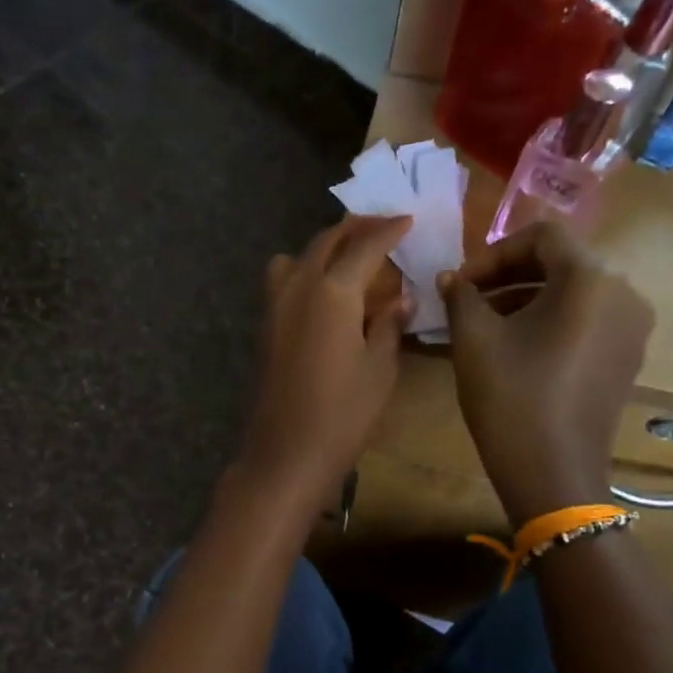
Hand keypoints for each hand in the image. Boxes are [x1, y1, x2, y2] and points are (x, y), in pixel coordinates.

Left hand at [238, 215, 412, 508]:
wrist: (286, 452)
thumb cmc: (343, 413)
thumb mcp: (380, 369)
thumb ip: (389, 326)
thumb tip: (400, 300)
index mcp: (332, 291)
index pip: (364, 246)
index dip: (388, 230)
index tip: (407, 220)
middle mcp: (298, 287)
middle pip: (325, 242)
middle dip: (355, 228)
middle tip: (381, 226)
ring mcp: (274, 306)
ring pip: (296, 257)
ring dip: (323, 248)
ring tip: (348, 258)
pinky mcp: (264, 328)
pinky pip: (283, 282)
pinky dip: (304, 271)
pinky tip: (325, 294)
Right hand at [440, 220, 652, 522]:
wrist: (553, 472)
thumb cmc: (511, 397)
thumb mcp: (474, 340)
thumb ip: (461, 296)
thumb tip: (451, 279)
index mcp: (590, 279)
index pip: (542, 236)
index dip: (494, 252)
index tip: (461, 283)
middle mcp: (624, 293)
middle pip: (561, 261)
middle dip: (508, 274)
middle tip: (468, 300)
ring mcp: (632, 328)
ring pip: (574, 292)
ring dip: (526, 297)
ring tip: (485, 324)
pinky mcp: (627, 357)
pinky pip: (587, 320)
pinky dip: (550, 320)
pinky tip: (517, 348)